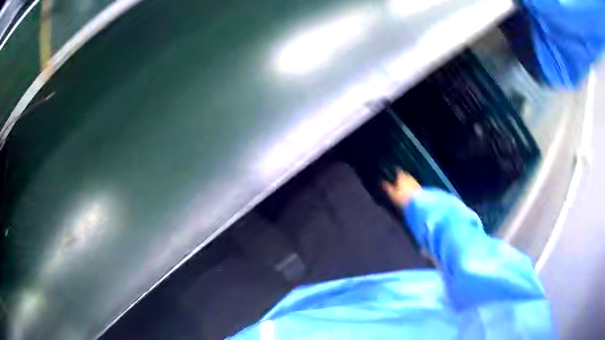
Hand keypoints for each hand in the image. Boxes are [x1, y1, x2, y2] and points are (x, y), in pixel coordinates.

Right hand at [382, 170, 421, 206]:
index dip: (395, 170)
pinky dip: (411, 186)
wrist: (418, 203)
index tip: (393, 171)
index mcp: (401, 176)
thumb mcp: (392, 194)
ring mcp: (415, 181)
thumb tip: (382, 181)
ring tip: (404, 186)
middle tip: (398, 179)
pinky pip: (414, 184)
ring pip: (410, 179)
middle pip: (404, 174)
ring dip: (407, 181)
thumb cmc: (403, 198)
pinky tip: (410, 191)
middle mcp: (409, 177)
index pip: (397, 170)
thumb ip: (387, 187)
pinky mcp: (420, 187)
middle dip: (401, 176)